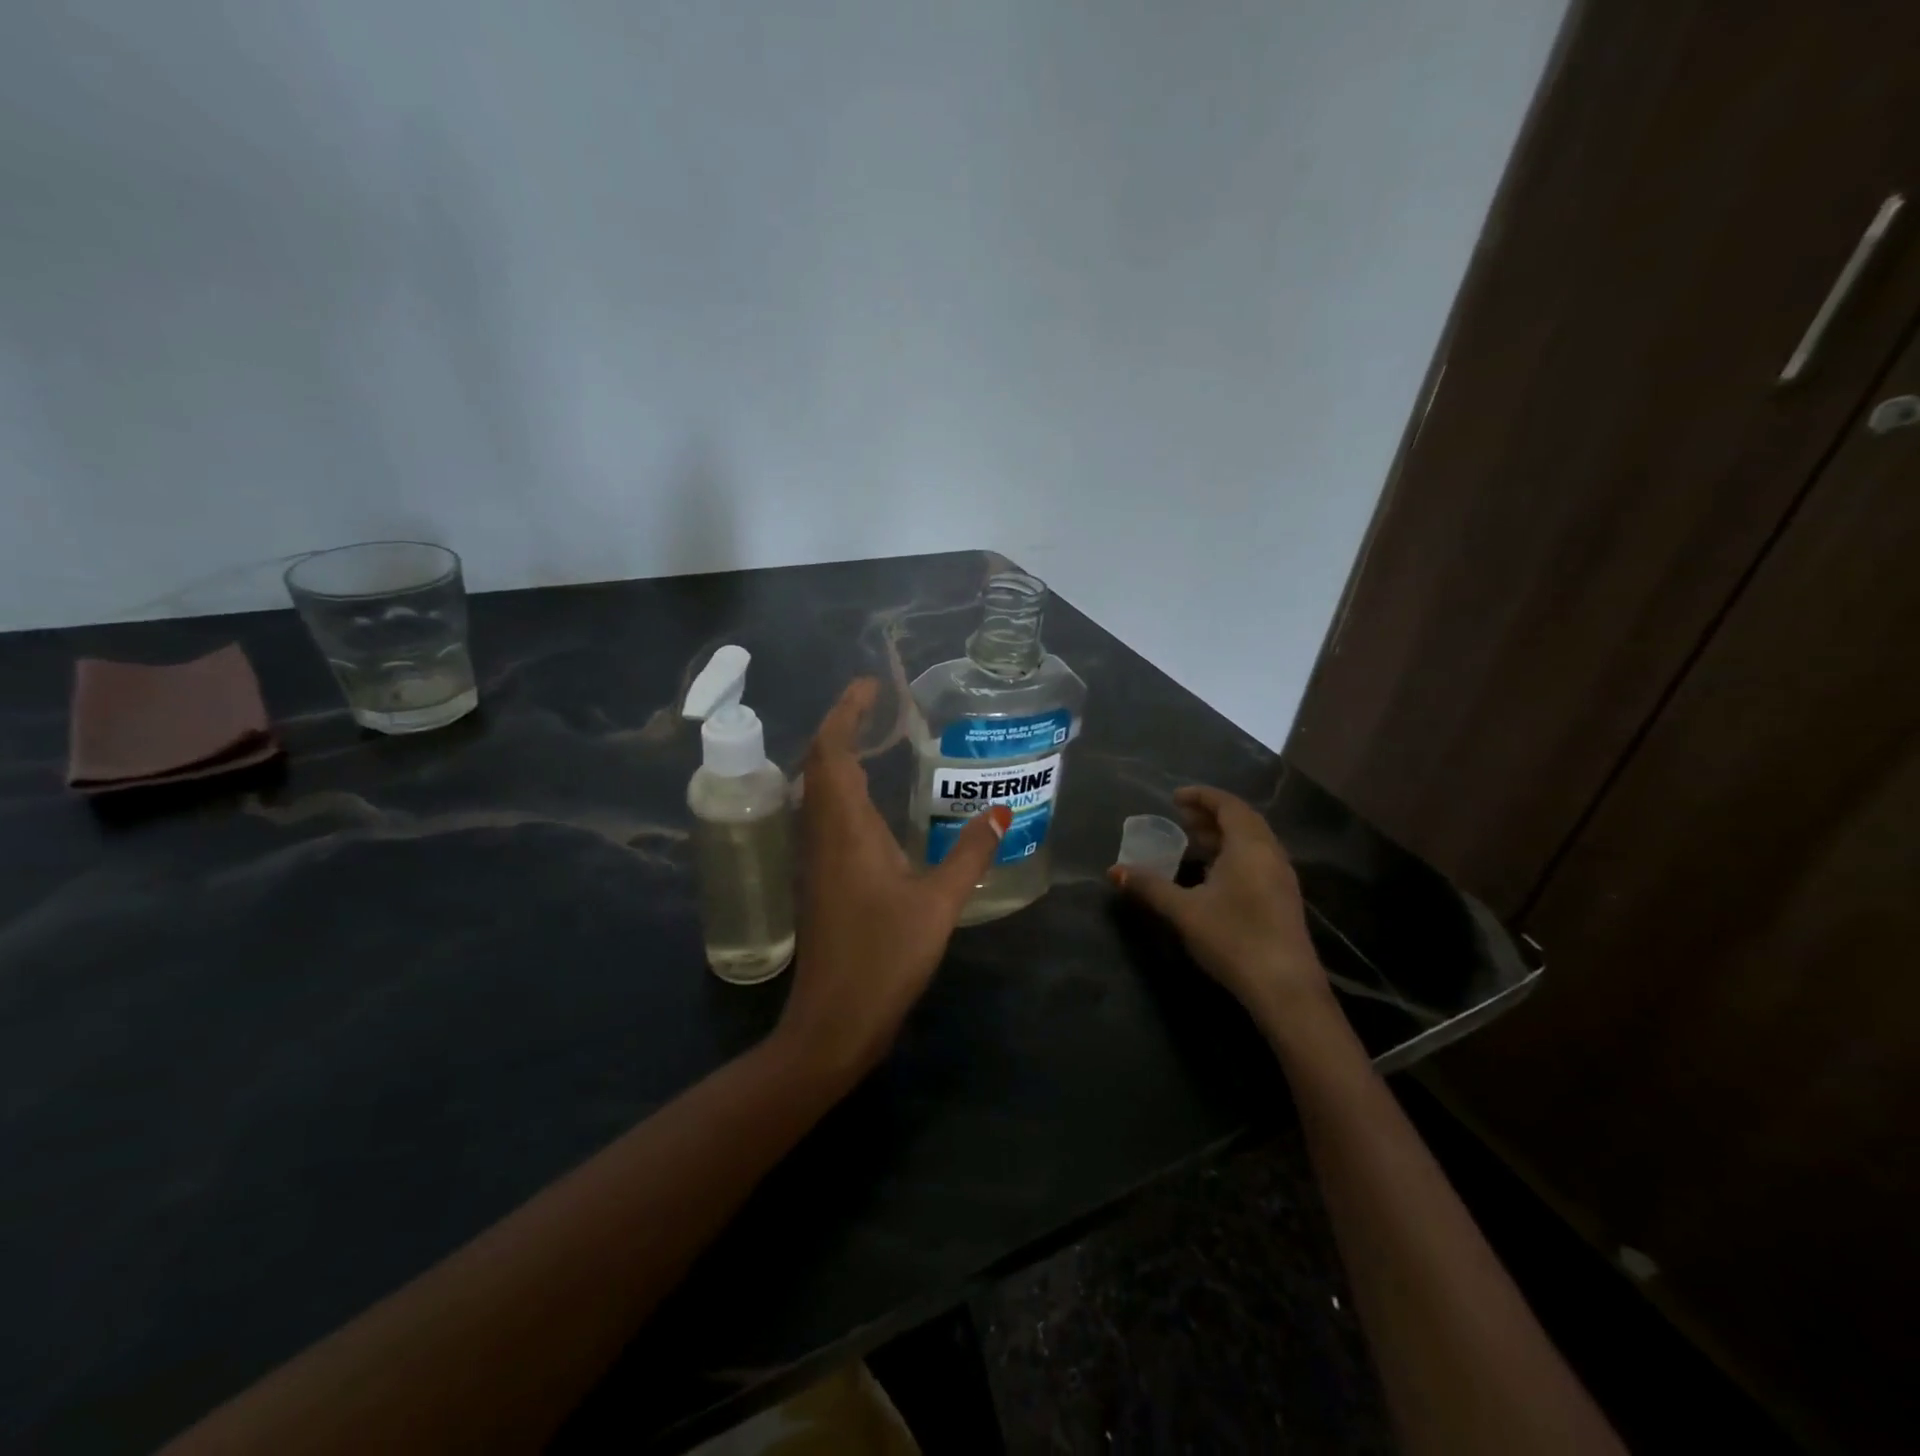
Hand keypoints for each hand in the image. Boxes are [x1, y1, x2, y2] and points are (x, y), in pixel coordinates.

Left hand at [774, 678, 1010, 1087]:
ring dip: (837, 757)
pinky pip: (823, 815)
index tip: (870, 686)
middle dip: (842, 726)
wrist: (833, 1022)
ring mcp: (814, 858)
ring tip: (875, 740)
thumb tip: (1001, 811)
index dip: (845, 712)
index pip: (831, 751)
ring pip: (816, 790)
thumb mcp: (939, 904)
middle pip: (819, 763)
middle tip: (877, 705)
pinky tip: (869, 803)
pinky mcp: (817, 879)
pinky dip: (840, 790)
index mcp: (844, 828)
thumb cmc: (884, 958)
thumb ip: (971, 855)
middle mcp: (820, 834)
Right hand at [1110, 785, 1331, 1029]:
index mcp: (1249, 846)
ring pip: (1252, 841)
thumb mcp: (1184, 911)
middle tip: (1180, 818)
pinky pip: (1257, 859)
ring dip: (1223, 834)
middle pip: (1242, 820)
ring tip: (1193, 841)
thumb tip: (1114, 871)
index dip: (1201, 796)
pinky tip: (1213, 874)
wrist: (1285, 988)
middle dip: (1210, 814)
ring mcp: (1281, 877)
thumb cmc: (1233, 938)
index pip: (1228, 805)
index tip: (1174, 798)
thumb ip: (1149, 886)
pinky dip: (1233, 853)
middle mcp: (1270, 854)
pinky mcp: (1283, 898)